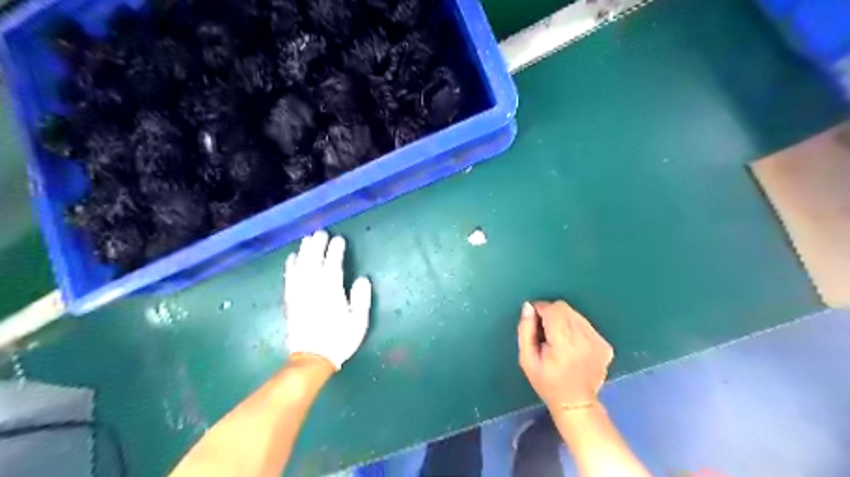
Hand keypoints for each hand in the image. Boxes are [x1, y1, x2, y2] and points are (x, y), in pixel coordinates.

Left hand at [283, 229, 370, 367]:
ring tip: (307, 239)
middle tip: (321, 233)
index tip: (339, 239)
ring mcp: (300, 295)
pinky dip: (290, 266)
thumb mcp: (358, 322)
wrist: (312, 359)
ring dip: (304, 251)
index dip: (335, 251)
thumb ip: (361, 299)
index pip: (333, 266)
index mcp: (332, 293)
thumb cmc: (339, 340)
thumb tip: (362, 279)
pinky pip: (289, 279)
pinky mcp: (291, 301)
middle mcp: (313, 290)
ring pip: (301, 267)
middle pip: (314, 262)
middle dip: (317, 246)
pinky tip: (291, 257)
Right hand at [515, 301, 615, 404]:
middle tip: (546, 335)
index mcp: (564, 342)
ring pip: (575, 315)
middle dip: (552, 316)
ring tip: (560, 342)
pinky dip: (576, 330)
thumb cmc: (547, 382)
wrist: (576, 404)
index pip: (553, 309)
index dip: (540, 311)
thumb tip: (528, 307)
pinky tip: (573, 347)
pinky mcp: (605, 345)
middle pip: (564, 309)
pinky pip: (586, 325)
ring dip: (564, 322)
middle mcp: (584, 338)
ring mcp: (598, 341)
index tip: (534, 323)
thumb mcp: (526, 359)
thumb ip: (525, 330)